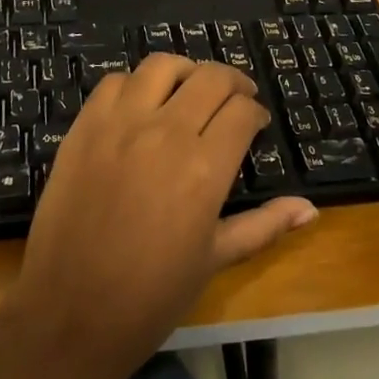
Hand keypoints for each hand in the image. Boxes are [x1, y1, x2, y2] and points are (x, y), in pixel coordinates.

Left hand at [0, 56, 317, 378]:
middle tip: (235, 99)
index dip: (256, 112)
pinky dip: (135, 84)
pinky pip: (115, 82)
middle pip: (210, 77)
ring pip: (162, 65)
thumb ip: (264, 225)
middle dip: (233, 83)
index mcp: (203, 168)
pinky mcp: (84, 125)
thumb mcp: (214, 260)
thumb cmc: (150, 296)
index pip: (242, 112)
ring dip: (185, 72)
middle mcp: (165, 132)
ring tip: (190, 91)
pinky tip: (141, 105)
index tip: (256, 124)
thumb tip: (309, 209)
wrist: (69, 314)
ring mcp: (120, 124)